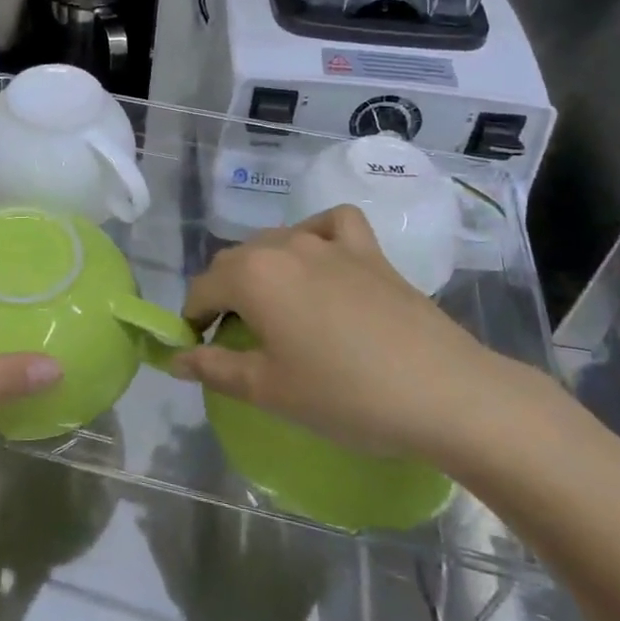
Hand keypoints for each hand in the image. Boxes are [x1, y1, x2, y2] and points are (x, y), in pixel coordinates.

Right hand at [172, 205, 527, 467]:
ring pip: (276, 242)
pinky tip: (321, 259)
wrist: (444, 392)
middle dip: (223, 295)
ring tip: (276, 310)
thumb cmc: (345, 396)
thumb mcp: (269, 391)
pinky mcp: (369, 249)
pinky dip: (316, 236)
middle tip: (236, 340)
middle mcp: (284, 245)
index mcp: (252, 275)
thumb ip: (214, 368)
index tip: (199, 350)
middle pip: (234, 261)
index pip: (202, 288)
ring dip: (262, 270)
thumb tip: (175, 358)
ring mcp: (329, 242)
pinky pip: (330, 225)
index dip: (192, 319)